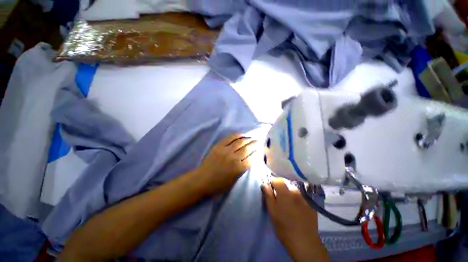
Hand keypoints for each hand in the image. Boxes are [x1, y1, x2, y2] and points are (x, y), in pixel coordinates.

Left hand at [196, 133, 257, 195]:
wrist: (201, 180)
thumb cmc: (218, 184)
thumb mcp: (234, 180)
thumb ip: (242, 170)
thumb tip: (249, 159)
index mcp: (238, 169)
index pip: (251, 158)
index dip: (257, 153)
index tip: (260, 150)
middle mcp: (233, 158)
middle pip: (247, 149)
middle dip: (255, 144)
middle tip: (259, 141)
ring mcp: (225, 150)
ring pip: (240, 142)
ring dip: (247, 139)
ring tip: (252, 137)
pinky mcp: (218, 146)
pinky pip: (229, 138)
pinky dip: (237, 135)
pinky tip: (242, 134)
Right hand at [262, 179, 328, 261]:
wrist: (305, 243)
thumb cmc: (284, 228)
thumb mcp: (272, 212)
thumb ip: (268, 196)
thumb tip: (264, 184)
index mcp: (285, 193)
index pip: (278, 180)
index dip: (273, 184)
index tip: (271, 192)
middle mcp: (296, 192)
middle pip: (286, 185)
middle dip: (281, 190)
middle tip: (280, 202)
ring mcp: (305, 198)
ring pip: (294, 191)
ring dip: (290, 195)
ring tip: (290, 207)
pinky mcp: (312, 204)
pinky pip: (302, 197)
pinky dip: (298, 200)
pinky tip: (298, 210)